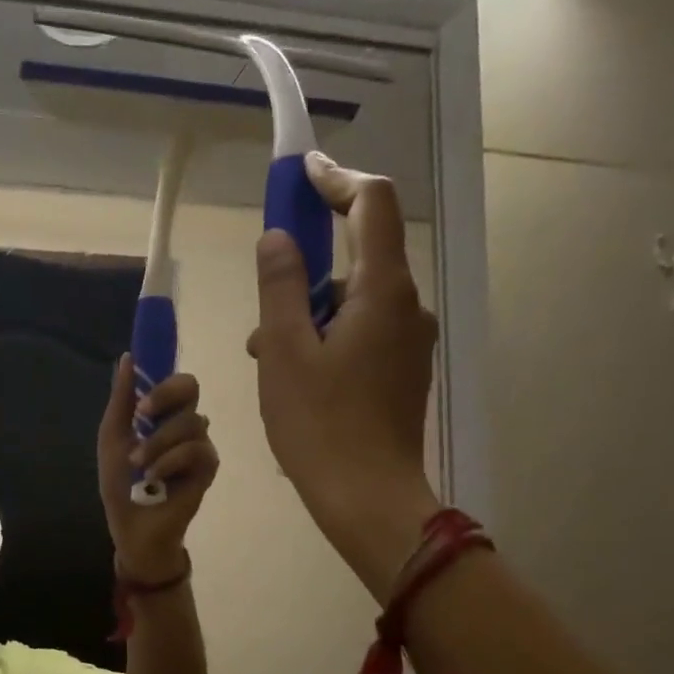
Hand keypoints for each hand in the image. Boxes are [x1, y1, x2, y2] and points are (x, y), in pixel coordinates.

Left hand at [96, 356, 218, 583]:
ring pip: (190, 421)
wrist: (132, 526)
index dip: (161, 374)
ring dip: (157, 442)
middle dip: (164, 396)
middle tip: (142, 414)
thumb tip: (127, 357)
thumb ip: (121, 400)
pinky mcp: (208, 467)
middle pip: (190, 386)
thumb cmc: (120, 484)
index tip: (140, 390)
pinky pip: (196, 449)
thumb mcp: (113, 438)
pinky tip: (155, 477)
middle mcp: (183, 423)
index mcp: (161, 413)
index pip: (172, 378)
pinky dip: (170, 461)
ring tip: (139, 465)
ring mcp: (199, 443)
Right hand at [249, 153, 441, 598]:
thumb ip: (281, 286)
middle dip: (307, 271)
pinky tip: (295, 379)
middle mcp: (407, 308)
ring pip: (355, 304)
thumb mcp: (284, 352)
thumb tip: (280, 238)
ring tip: (268, 358)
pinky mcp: (402, 374)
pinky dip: (326, 340)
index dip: (337, 180)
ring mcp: (409, 344)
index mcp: (382, 292)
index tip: (302, 174)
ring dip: (309, 314)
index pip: (371, 205)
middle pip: (360, 258)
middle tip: (263, 310)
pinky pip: (362, 336)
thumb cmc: (320, 426)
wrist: (367, 499)